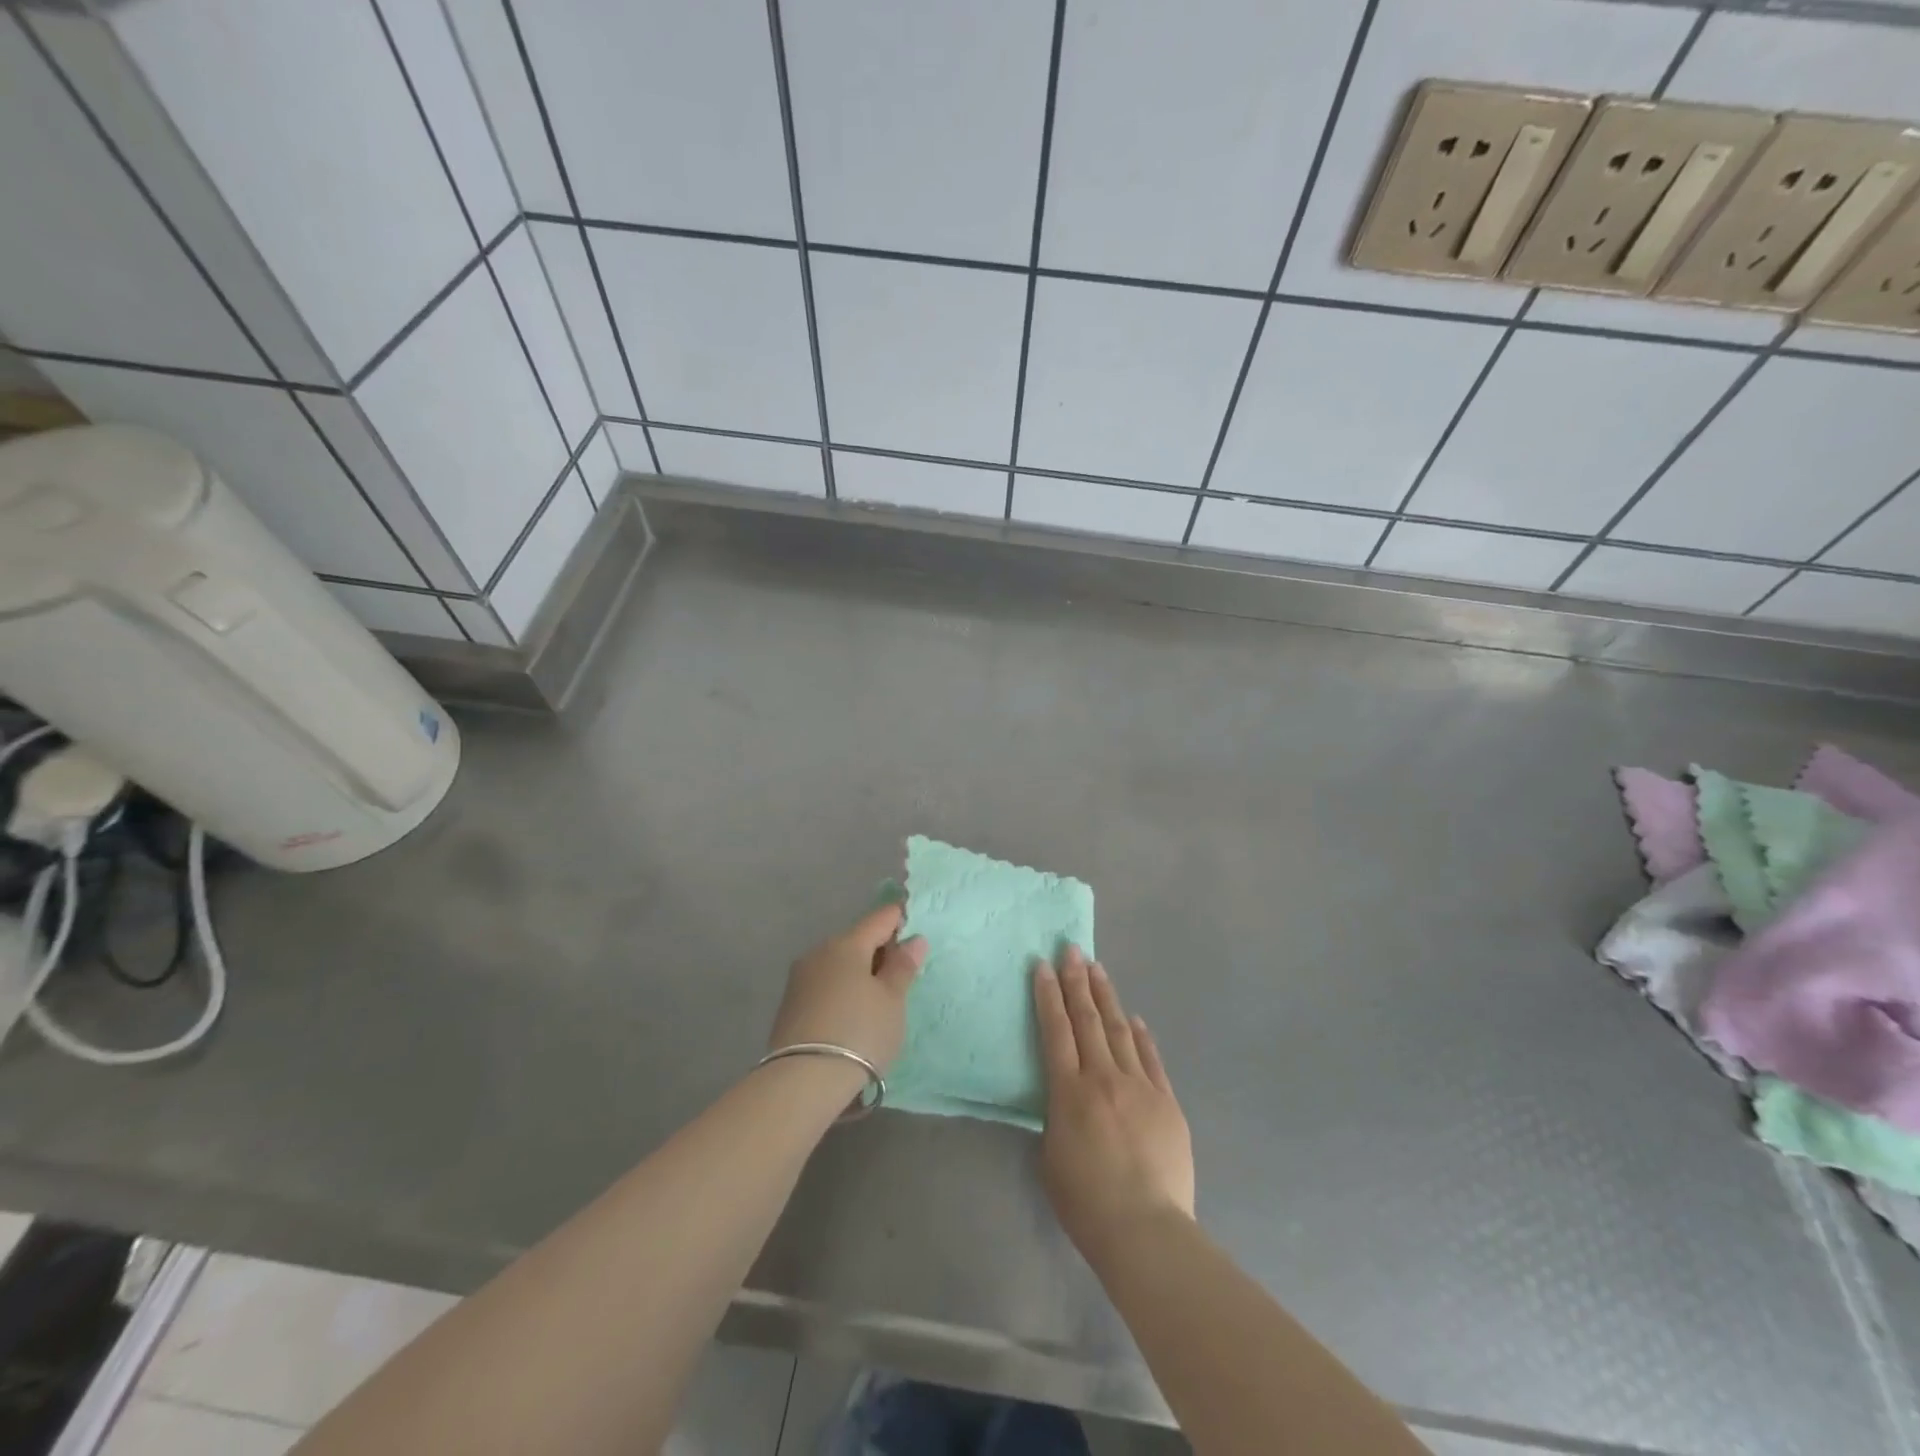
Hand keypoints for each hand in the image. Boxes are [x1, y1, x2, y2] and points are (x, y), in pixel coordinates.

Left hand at [768, 903, 926, 1072]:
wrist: (802, 1081)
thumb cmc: (859, 1032)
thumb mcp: (892, 1001)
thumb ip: (902, 967)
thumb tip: (913, 939)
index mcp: (847, 944)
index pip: (879, 918)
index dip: (899, 919)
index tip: (915, 930)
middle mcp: (819, 952)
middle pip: (856, 940)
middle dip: (879, 950)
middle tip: (901, 974)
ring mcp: (800, 978)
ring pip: (838, 963)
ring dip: (859, 972)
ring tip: (878, 999)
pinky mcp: (790, 1005)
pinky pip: (825, 985)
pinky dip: (842, 990)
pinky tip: (852, 1014)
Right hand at [1033, 946, 1194, 1262]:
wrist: (1146, 1229)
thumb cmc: (1086, 1202)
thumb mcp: (1051, 1157)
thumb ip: (1056, 1116)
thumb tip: (1066, 1096)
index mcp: (1069, 1091)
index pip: (1055, 1030)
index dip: (1047, 995)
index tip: (1042, 965)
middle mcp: (1103, 1077)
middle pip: (1087, 1019)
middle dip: (1076, 981)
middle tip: (1071, 950)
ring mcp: (1140, 1086)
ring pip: (1119, 1030)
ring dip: (1106, 996)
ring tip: (1097, 969)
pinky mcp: (1166, 1101)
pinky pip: (1151, 1058)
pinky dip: (1140, 1035)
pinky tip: (1133, 1017)